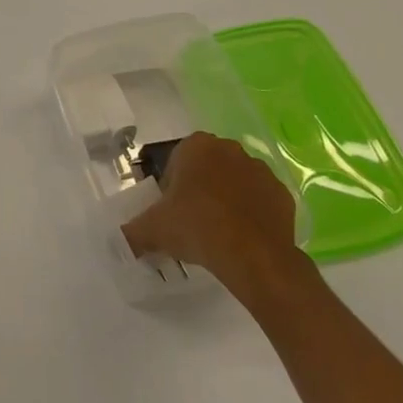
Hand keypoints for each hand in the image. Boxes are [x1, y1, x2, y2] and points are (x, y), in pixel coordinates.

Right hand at [122, 132, 308, 286]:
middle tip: (193, 222)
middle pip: (207, 168)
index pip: (177, 160)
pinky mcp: (283, 194)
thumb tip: (120, 240)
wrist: (254, 256)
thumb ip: (132, 231)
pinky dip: (252, 215)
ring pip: (235, 182)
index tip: (173, 211)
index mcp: (197, 145)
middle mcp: (230, 149)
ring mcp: (260, 170)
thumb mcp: (154, 230)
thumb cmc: (197, 227)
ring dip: (227, 200)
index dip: (172, 186)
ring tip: (220, 233)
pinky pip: (260, 201)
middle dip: (200, 189)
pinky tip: (243, 238)